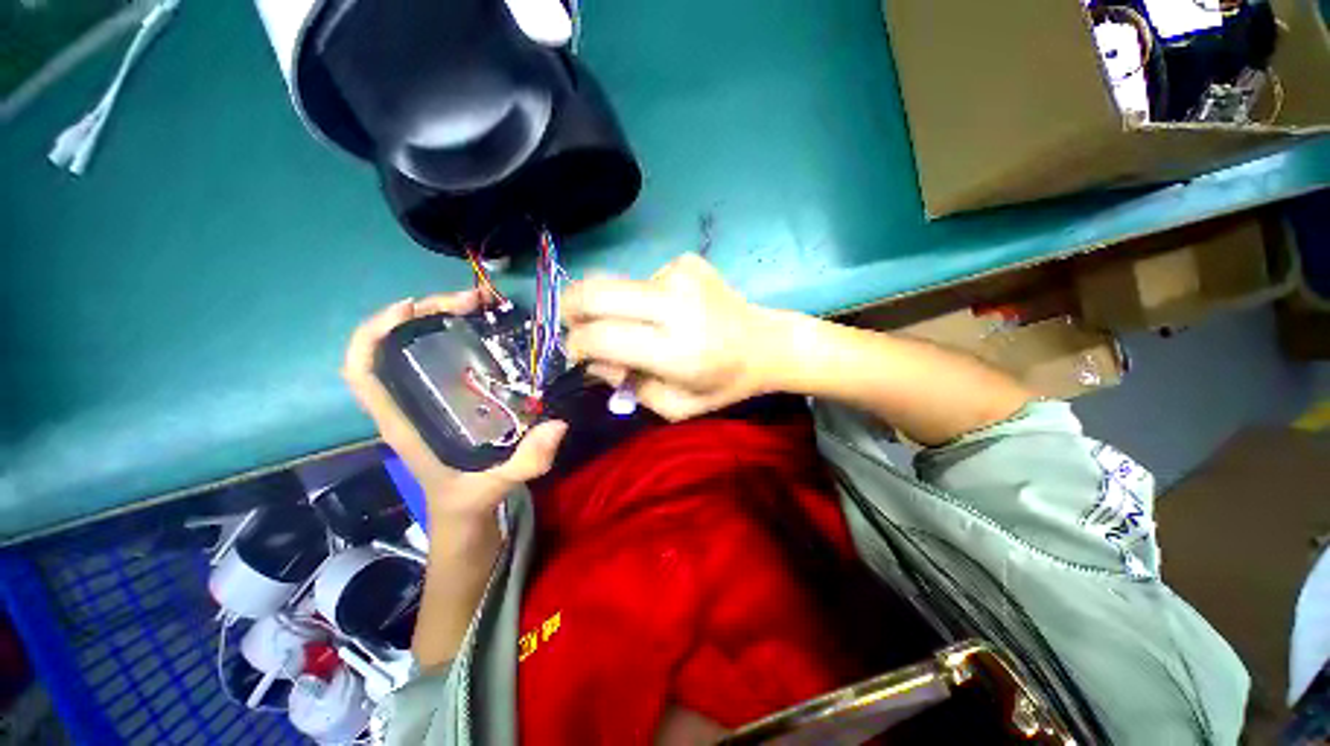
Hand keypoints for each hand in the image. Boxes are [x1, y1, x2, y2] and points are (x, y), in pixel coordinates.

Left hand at [342, 291, 567, 525]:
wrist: (465, 511)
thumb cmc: (467, 498)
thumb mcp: (496, 484)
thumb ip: (525, 461)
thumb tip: (557, 425)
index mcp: (405, 422)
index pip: (363, 373)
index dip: (372, 334)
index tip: (409, 308)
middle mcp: (410, 402)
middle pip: (393, 347)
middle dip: (423, 314)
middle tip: (469, 301)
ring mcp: (429, 398)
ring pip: (418, 347)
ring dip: (442, 319)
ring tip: (480, 305)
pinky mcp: (450, 397)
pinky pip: (444, 358)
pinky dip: (458, 336)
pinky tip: (485, 329)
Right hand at [561, 253, 779, 420]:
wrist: (765, 344)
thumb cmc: (722, 383)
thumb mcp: (675, 406)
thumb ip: (629, 387)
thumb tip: (593, 360)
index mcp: (675, 350)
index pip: (600, 337)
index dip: (576, 345)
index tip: (578, 355)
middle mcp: (675, 304)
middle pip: (592, 291)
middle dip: (571, 309)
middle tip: (578, 327)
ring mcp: (680, 274)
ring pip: (613, 283)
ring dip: (611, 306)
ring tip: (639, 326)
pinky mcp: (686, 261)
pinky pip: (641, 279)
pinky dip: (641, 298)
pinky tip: (667, 311)